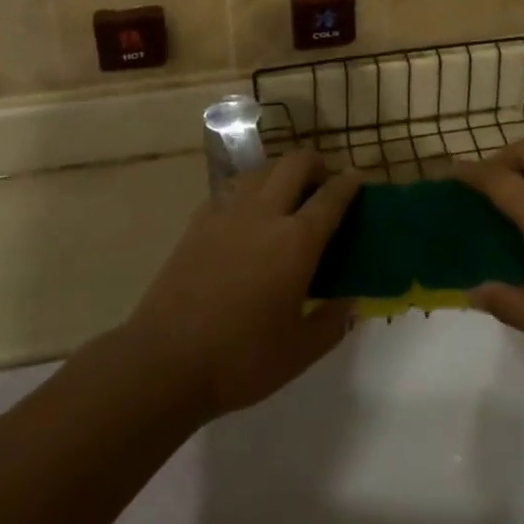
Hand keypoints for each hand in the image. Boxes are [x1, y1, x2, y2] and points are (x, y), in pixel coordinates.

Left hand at [125, 151, 358, 420]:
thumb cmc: (240, 360)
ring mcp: (228, 211)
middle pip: (296, 163)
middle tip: (323, 184)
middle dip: (316, 164)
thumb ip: (332, 322)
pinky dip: (252, 188)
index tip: (358, 178)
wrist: (165, 360)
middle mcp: (265, 213)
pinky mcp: (200, 219)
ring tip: (287, 195)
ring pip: (263, 168)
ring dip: (282, 171)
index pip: (332, 196)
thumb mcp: (299, 353)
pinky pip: (234, 187)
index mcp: (296, 241)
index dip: (349, 183)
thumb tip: (352, 301)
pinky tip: (249, 213)